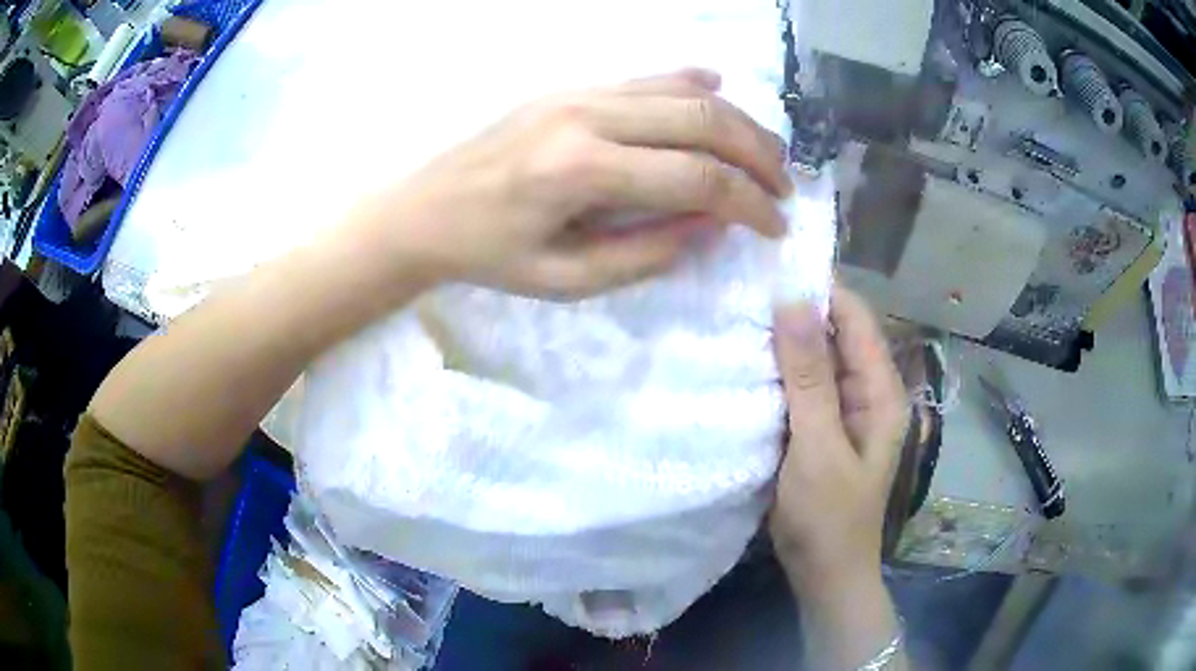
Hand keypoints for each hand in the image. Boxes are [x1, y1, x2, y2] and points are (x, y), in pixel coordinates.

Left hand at [352, 69, 791, 299]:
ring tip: (766, 152)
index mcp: (581, 172)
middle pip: (702, 121)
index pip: (696, 179)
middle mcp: (587, 117)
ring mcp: (578, 94)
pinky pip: (644, 76)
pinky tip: (718, 90)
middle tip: (784, 186)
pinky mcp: (571, 88)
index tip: (775, 226)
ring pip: (682, 93)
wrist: (425, 209)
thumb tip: (714, 226)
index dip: (749, 204)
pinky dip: (690, 83)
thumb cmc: (489, 255)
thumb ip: (648, 253)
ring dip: (736, 121)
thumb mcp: (567, 279)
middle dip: (758, 155)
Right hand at [769, 287, 908, 592]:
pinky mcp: (819, 427)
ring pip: (815, 360)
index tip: (773, 264)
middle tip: (743, 285)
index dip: (820, 288)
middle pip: (835, 335)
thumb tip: (793, 301)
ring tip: (736, 311)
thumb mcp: (818, 446)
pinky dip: (776, 372)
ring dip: (783, 341)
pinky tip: (744, 360)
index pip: (855, 319)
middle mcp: (866, 392)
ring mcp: (842, 411)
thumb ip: (809, 377)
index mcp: (880, 391)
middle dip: (796, 311)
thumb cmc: (828, 516)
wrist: (824, 573)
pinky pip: (800, 387)